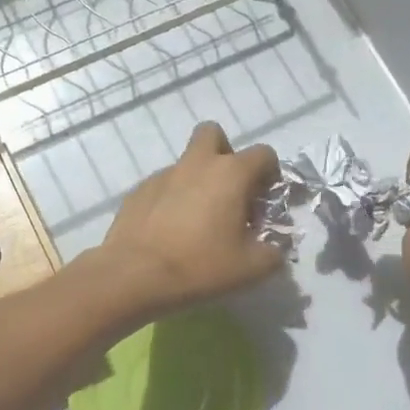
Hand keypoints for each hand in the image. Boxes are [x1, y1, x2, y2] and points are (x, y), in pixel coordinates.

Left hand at [97, 122, 284, 318]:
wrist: (134, 275)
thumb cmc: (200, 265)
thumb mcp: (251, 268)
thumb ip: (273, 253)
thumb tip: (275, 249)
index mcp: (231, 173)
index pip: (263, 154)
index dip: (270, 173)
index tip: (264, 200)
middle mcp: (197, 163)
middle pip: (213, 134)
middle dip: (224, 153)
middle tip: (228, 190)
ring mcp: (164, 174)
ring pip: (186, 162)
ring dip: (197, 180)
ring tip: (197, 219)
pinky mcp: (139, 190)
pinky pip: (163, 185)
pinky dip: (172, 199)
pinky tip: (169, 230)